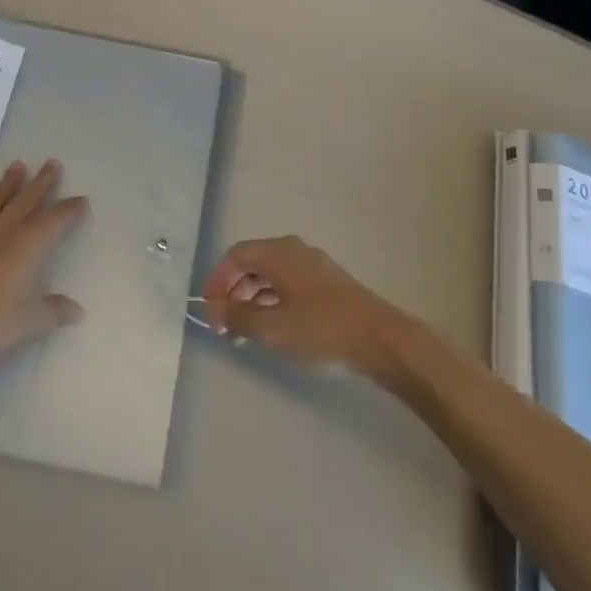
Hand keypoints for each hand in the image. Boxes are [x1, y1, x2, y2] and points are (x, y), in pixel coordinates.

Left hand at [0, 160, 86, 368]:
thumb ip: (55, 311)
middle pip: (28, 198)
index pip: (55, 219)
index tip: (81, 199)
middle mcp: (4, 229)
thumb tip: (78, 312)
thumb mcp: (31, 320)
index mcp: (29, 245)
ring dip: (8, 182)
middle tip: (52, 163)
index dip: (69, 208)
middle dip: (42, 181)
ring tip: (17, 165)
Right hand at [200, 236, 399, 373]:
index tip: (210, 311)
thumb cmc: (322, 329)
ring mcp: (313, 265)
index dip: (217, 281)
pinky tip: (273, 326)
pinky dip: (272, 300)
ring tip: (245, 331)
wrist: (380, 339)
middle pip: (252, 263)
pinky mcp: (327, 283)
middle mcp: (294, 250)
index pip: (235, 255)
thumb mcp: (273, 327)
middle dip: (233, 291)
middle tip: (224, 324)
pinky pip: (288, 283)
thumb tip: (214, 309)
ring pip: (271, 274)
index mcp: (278, 253)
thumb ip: (239, 317)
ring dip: (252, 298)